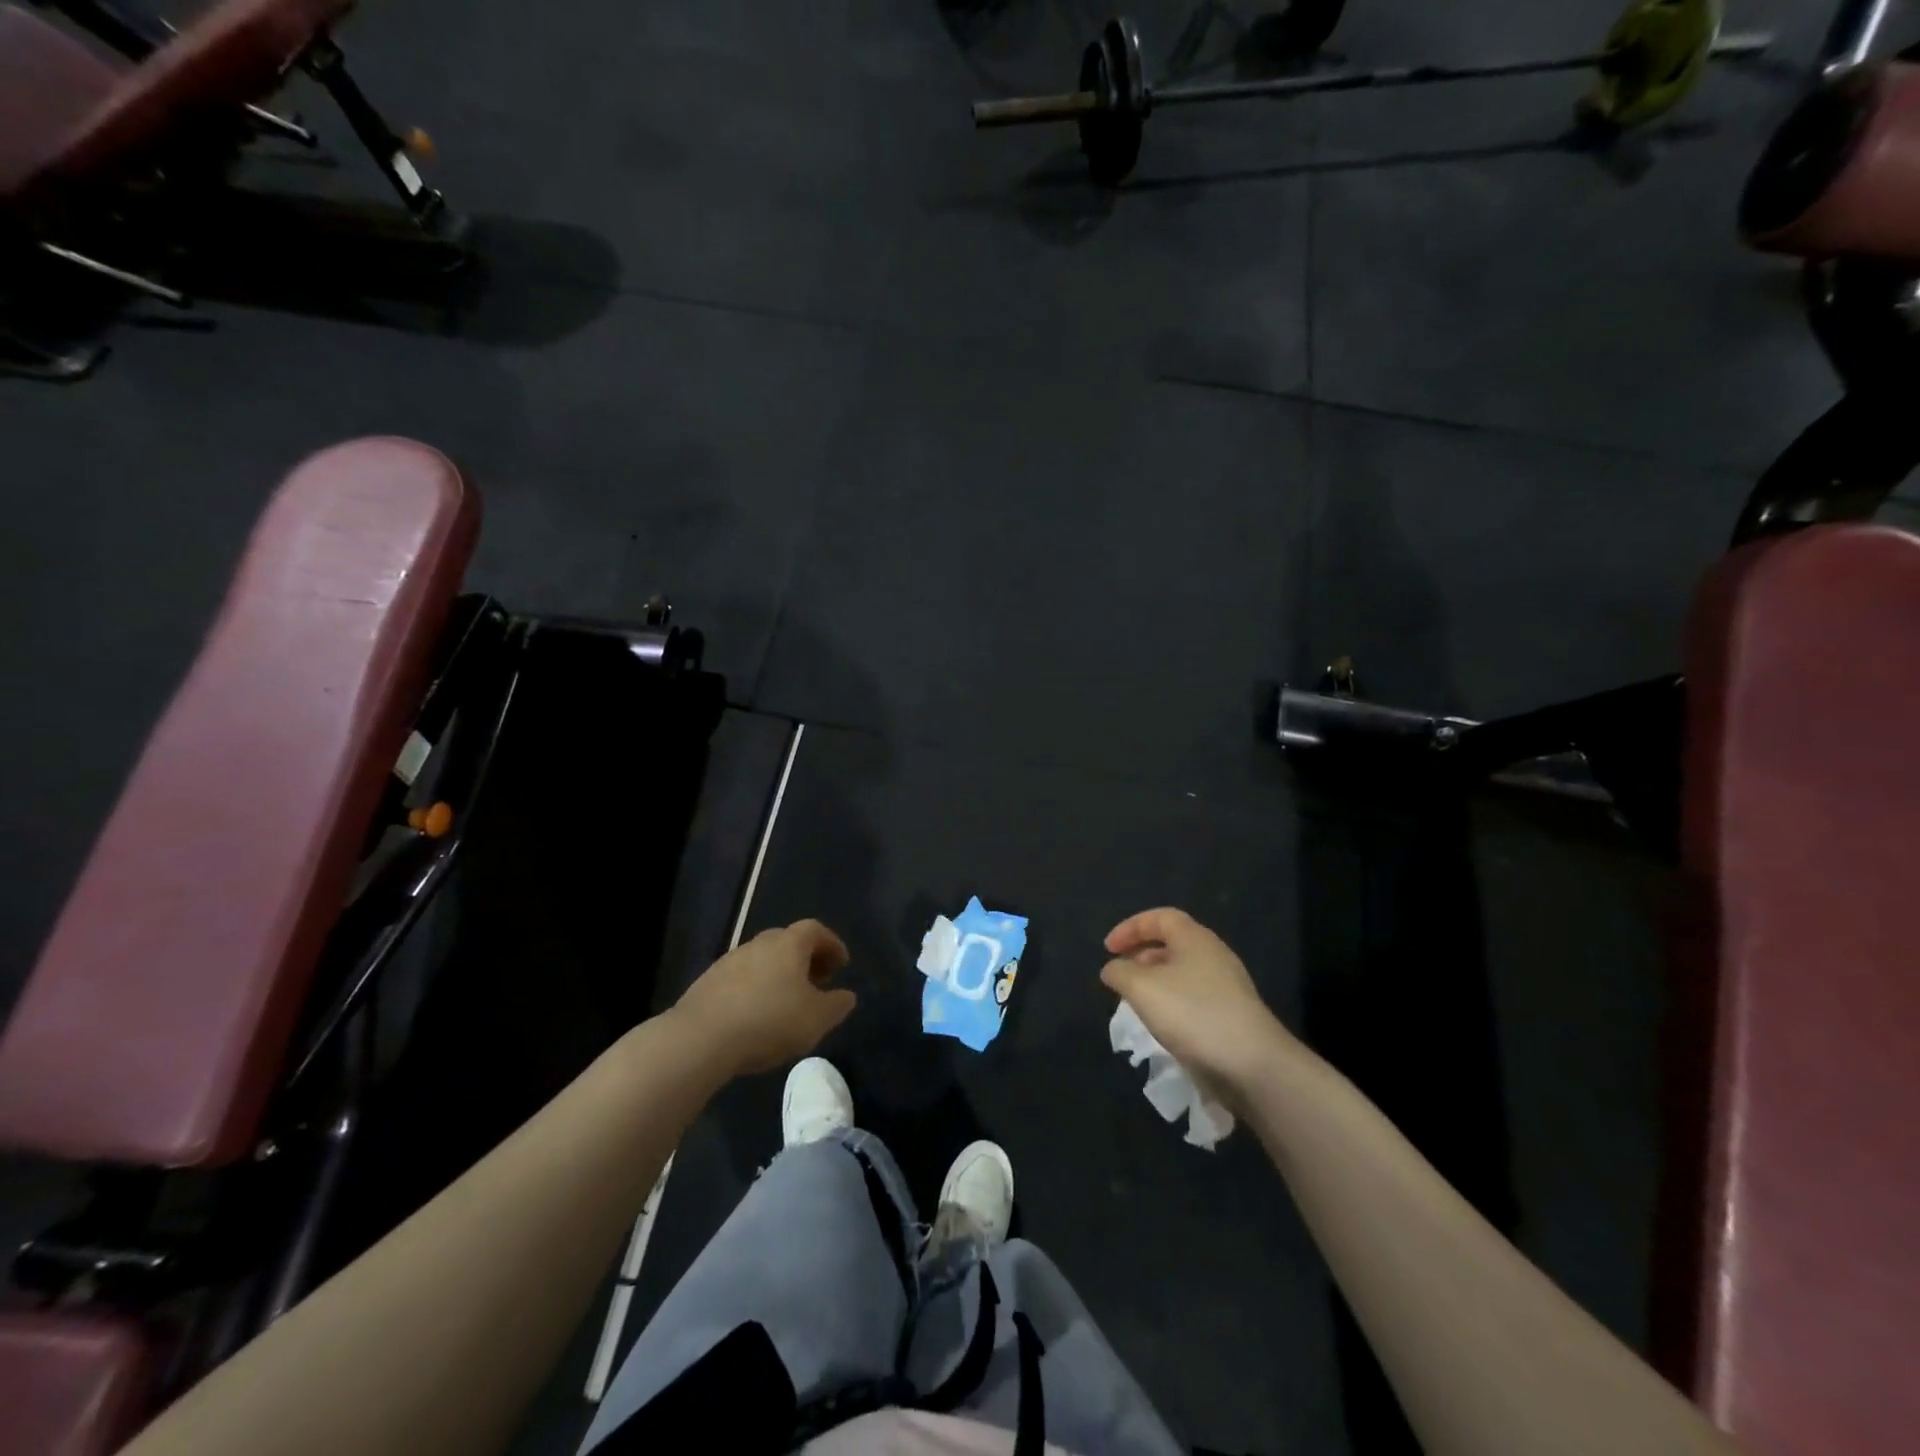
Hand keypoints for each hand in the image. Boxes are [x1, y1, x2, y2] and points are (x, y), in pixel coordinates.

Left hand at [673, 920, 856, 1076]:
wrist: (700, 1038)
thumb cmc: (769, 1021)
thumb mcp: (816, 1019)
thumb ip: (836, 1005)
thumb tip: (846, 995)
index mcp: (788, 944)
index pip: (815, 930)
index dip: (832, 945)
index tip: (841, 965)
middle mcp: (759, 943)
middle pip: (788, 941)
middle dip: (806, 958)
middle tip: (817, 982)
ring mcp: (730, 960)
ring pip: (763, 959)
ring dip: (779, 974)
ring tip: (787, 1002)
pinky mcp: (708, 982)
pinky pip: (741, 978)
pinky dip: (756, 988)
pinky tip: (756, 1015)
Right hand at [1101, 908, 1296, 1099]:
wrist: (1252, 1065)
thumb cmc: (1192, 1014)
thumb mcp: (1142, 988)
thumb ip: (1120, 972)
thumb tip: (1113, 969)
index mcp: (1195, 938)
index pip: (1159, 917)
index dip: (1130, 928)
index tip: (1107, 949)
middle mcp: (1213, 955)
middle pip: (1172, 943)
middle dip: (1141, 955)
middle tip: (1121, 976)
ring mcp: (1227, 986)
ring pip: (1182, 973)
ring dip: (1155, 982)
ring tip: (1136, 1003)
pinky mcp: (1232, 1015)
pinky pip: (1194, 998)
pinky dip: (1172, 1003)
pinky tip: (1162, 1026)